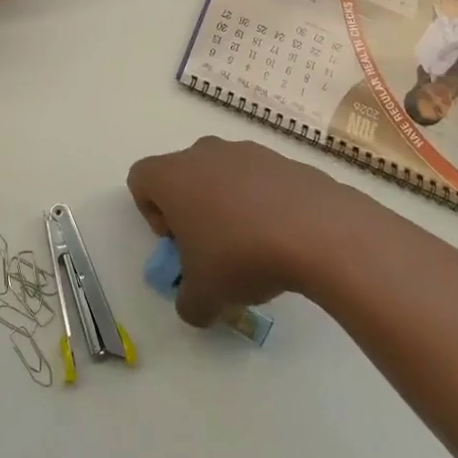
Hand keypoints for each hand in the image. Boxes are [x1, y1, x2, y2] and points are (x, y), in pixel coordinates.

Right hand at [126, 136, 358, 326]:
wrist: (317, 231)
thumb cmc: (241, 255)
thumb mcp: (204, 296)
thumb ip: (188, 303)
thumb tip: (195, 305)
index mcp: (173, 175)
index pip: (141, 179)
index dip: (151, 213)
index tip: (177, 242)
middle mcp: (204, 153)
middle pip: (183, 174)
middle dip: (192, 209)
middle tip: (212, 248)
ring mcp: (247, 151)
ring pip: (223, 175)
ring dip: (229, 205)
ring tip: (254, 246)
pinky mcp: (284, 160)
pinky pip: (261, 180)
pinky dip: (264, 203)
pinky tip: (283, 237)